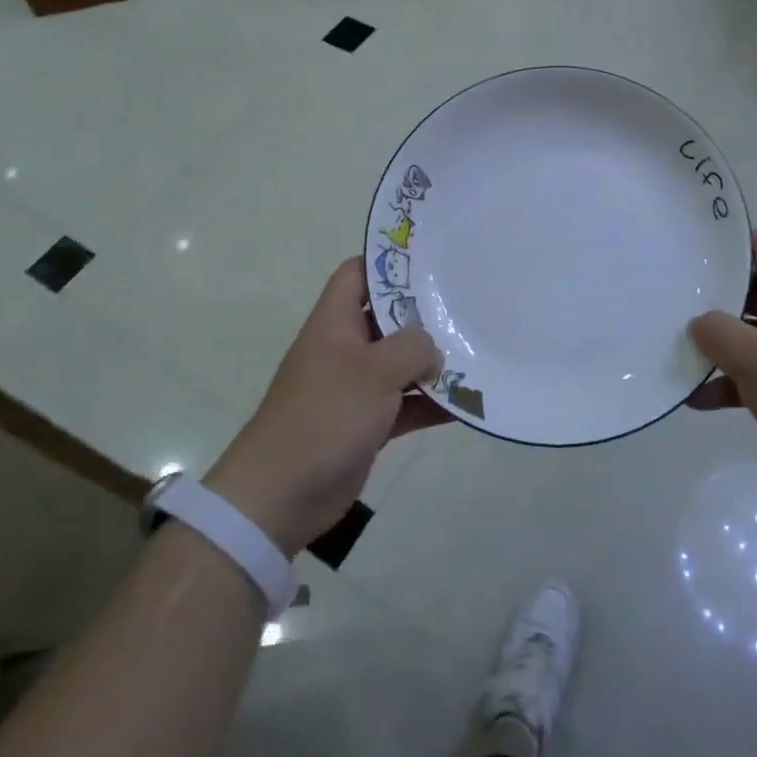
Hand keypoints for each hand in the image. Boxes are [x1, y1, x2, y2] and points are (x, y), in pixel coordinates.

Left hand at [204, 258, 448, 556]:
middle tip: (468, 303)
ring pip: (400, 363)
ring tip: (477, 350)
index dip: (387, 261)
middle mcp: (344, 349)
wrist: (280, 496)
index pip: (357, 274)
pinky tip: (466, 404)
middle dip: (424, 313)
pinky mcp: (365, 424)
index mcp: (335, 324)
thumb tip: (434, 350)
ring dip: (433, 362)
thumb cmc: (325, 417)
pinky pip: (404, 405)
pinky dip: (430, 404)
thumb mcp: (373, 371)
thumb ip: (412, 348)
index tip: (430, 260)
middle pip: (387, 317)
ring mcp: (355, 388)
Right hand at [688, 231, 756, 513]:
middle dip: (711, 295)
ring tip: (673, 346)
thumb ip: (717, 332)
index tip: (689, 248)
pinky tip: (694, 398)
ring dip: (716, 343)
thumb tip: (698, 323)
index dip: (727, 242)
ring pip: (749, 334)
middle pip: (750, 289)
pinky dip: (728, 382)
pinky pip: (755, 374)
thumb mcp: (756, 359)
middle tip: (669, 296)